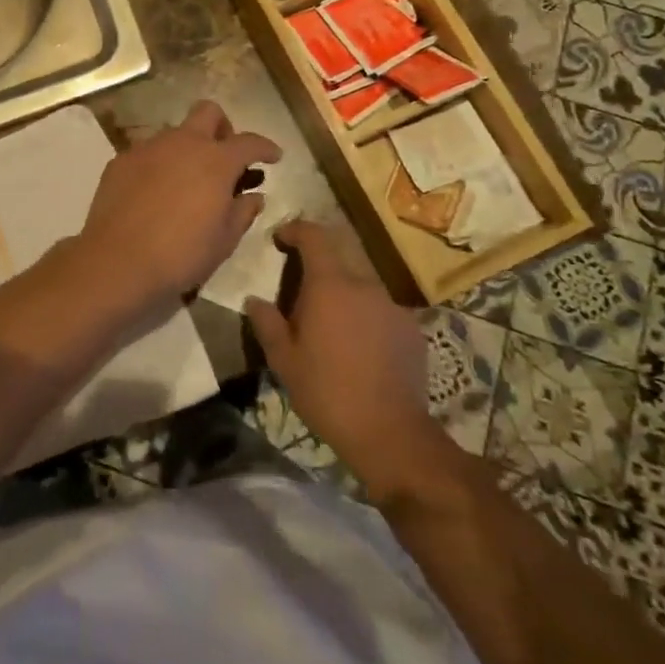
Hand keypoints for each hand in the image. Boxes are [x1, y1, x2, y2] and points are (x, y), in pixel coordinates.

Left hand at [76, 101, 280, 313]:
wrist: (117, 260)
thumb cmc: (180, 254)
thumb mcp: (224, 241)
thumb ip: (242, 212)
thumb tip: (253, 196)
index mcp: (215, 161)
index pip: (249, 142)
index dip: (265, 147)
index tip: (273, 156)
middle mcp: (183, 143)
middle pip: (208, 112)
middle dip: (223, 128)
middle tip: (224, 157)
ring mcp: (148, 147)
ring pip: (175, 132)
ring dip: (187, 148)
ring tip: (186, 181)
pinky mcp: (121, 160)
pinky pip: (148, 152)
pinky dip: (159, 164)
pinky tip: (155, 192)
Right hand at [244, 220, 436, 498]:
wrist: (390, 433)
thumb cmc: (327, 392)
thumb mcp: (283, 360)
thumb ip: (266, 323)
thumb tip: (254, 300)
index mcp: (330, 285)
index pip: (314, 235)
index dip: (295, 230)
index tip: (280, 239)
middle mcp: (364, 285)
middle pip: (339, 257)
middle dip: (317, 265)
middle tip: (299, 291)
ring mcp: (392, 306)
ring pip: (361, 285)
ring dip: (342, 293)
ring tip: (329, 325)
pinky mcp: (411, 329)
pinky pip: (381, 309)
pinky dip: (365, 316)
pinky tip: (358, 348)